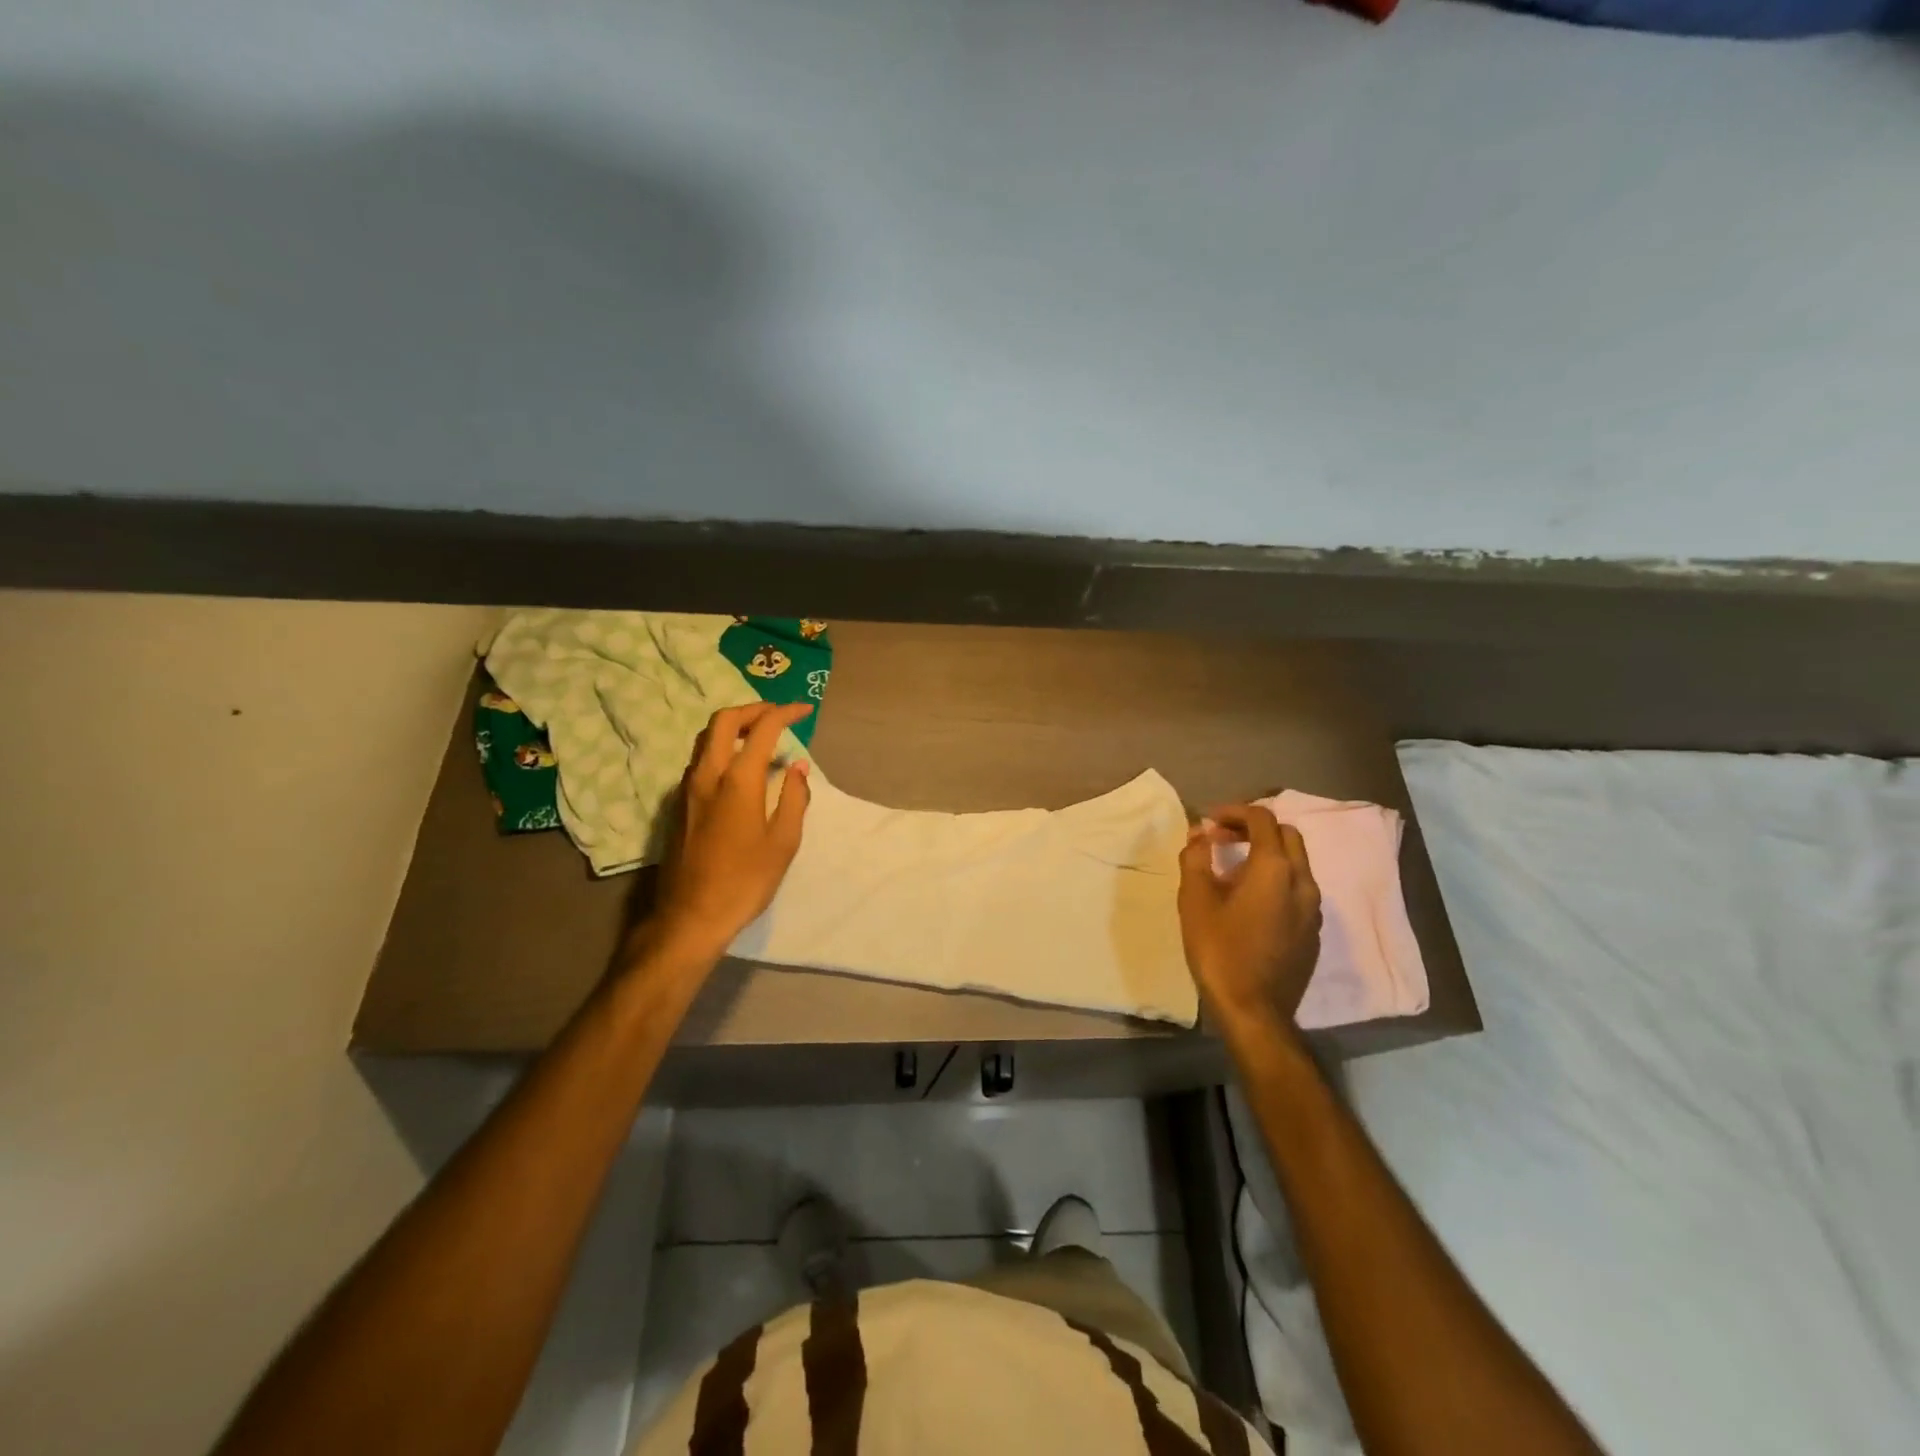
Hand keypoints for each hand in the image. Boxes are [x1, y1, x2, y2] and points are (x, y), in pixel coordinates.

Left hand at [649, 701, 813, 962]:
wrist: (690, 916)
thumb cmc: (745, 881)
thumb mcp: (784, 842)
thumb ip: (795, 797)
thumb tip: (797, 766)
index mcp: (737, 780)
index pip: (762, 729)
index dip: (785, 713)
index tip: (804, 710)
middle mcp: (707, 775)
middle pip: (722, 721)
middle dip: (752, 709)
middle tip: (776, 715)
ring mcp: (686, 789)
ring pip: (704, 739)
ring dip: (732, 727)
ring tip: (758, 736)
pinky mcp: (678, 805)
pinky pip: (699, 760)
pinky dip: (720, 748)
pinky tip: (737, 768)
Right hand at [1177, 804, 1322, 1038]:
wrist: (1254, 1012)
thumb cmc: (1219, 951)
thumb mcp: (1195, 900)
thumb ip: (1196, 858)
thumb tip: (1200, 833)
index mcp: (1274, 869)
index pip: (1262, 819)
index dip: (1234, 812)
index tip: (1209, 822)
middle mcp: (1302, 882)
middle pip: (1287, 835)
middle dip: (1254, 828)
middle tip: (1222, 839)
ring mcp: (1313, 909)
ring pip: (1296, 863)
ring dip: (1267, 854)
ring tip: (1232, 869)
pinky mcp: (1313, 932)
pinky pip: (1298, 890)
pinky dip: (1276, 880)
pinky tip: (1250, 901)